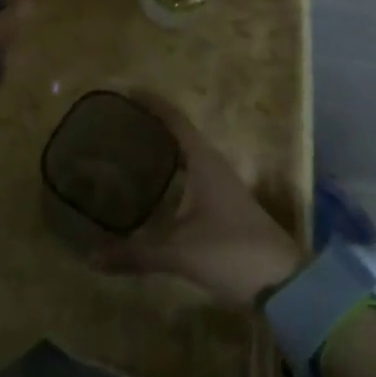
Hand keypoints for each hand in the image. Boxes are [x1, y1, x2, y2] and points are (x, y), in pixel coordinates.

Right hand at [92, 92, 306, 309]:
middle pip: (179, 136)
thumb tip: (91, 257)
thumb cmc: (232, 253)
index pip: (175, 120)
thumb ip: (135, 253)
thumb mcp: (179, 252)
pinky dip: (171, 177)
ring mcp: (222, 188)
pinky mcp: (224, 209)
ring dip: (162, 153)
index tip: (127, 91)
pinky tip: (153, 193)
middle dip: (151, 129)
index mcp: (205, 162)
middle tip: (117, 125)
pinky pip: (191, 180)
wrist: (285, 285)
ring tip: (128, 153)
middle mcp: (214, 167)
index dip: (152, 104)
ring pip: (186, 159)